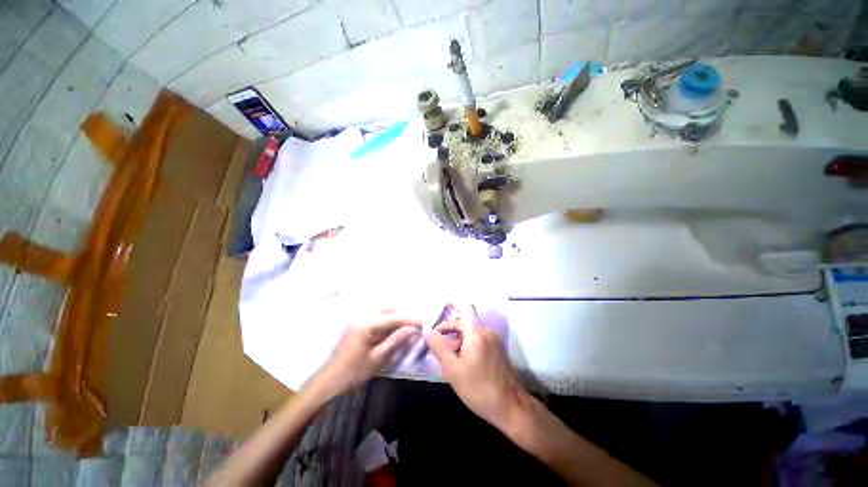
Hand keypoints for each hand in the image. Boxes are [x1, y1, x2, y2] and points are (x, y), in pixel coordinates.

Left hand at [313, 310, 421, 397]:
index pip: (393, 317)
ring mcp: (358, 322)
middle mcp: (362, 318)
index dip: (409, 320)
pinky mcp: (357, 327)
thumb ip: (396, 341)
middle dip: (403, 318)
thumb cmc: (353, 372)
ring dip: (396, 321)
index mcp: (366, 324)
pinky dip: (388, 326)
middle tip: (415, 328)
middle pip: (388, 312)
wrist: (328, 382)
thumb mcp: (377, 358)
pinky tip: (394, 334)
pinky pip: (377, 322)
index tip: (423, 323)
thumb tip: (413, 329)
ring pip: (383, 315)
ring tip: (407, 331)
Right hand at [425, 304, 527, 429]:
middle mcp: (487, 331)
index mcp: (477, 332)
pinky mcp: (498, 349)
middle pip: (465, 322)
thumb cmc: (479, 388)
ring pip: (471, 332)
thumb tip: (428, 331)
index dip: (450, 315)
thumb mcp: (453, 369)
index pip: (464, 309)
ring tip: (449, 359)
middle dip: (450, 332)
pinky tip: (462, 363)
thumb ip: (439, 348)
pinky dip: (468, 345)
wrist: (511, 407)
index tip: (437, 330)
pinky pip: (479, 339)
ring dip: (458, 340)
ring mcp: (494, 340)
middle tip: (438, 349)